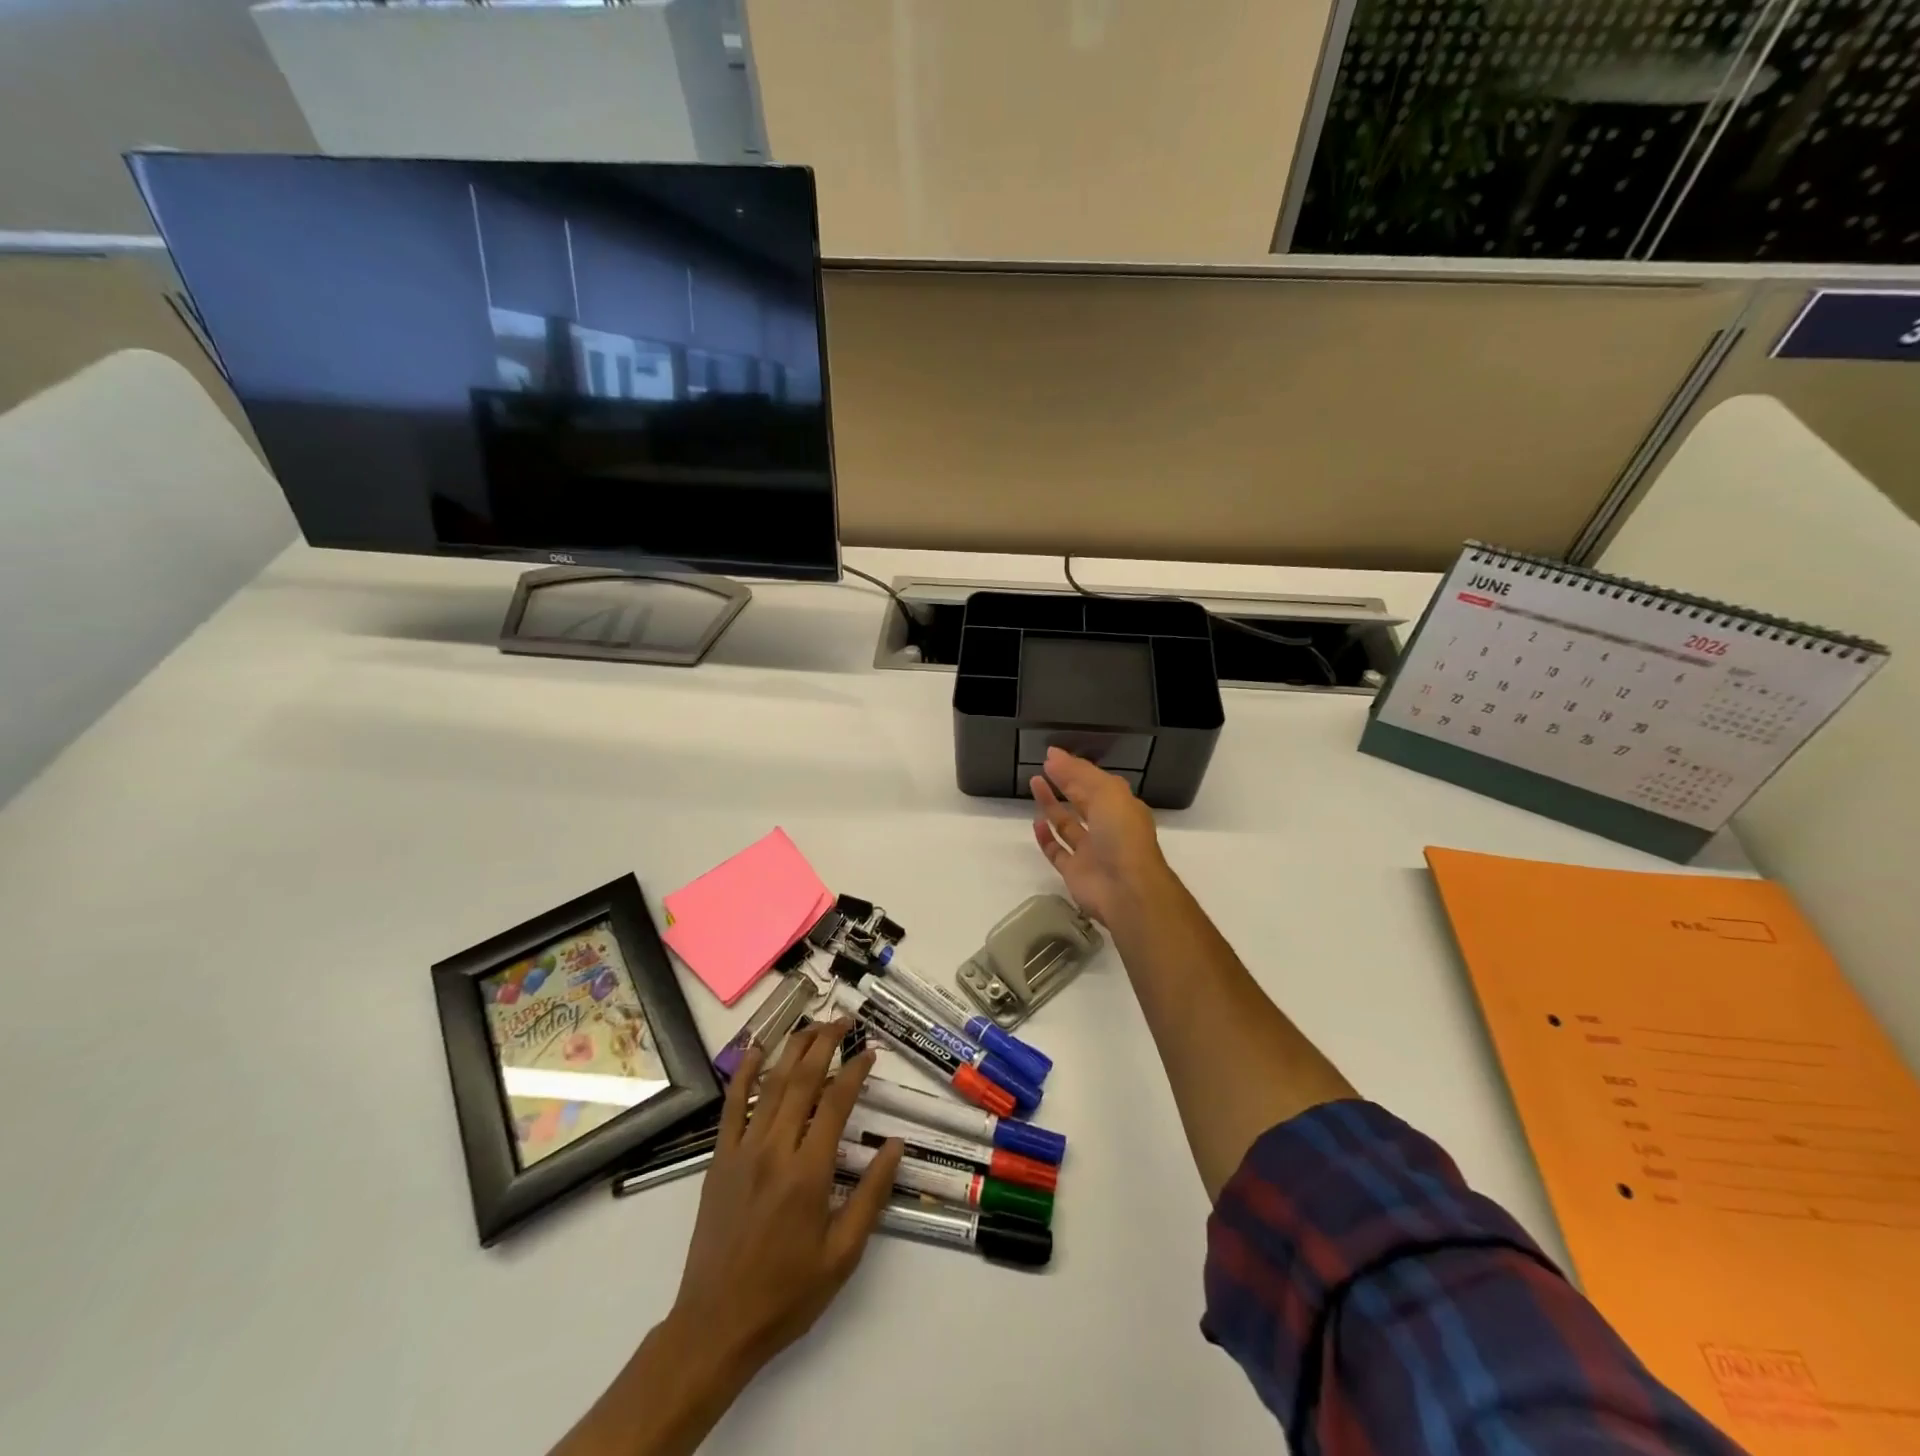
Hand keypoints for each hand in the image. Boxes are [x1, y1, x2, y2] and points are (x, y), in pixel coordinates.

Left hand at [670, 1020, 903, 1376]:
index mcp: (808, 1173)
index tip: (870, 1051)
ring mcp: (742, 1151)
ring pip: (770, 1085)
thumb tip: (895, 1146)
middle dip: (825, 1044)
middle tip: (844, 1021)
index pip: (837, 1103)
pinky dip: (744, 1073)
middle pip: (802, 1081)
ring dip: (793, 1049)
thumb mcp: (843, 1255)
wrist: (715, 1326)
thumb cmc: (786, 1294)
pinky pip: (732, 1106)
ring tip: (813, 1025)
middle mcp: (775, 1150)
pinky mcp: (719, 1160)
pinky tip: (755, 1050)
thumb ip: (871, 1196)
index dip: (855, 1071)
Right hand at [1030, 746, 1174, 926]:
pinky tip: (1035, 822)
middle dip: (1064, 783)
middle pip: (1082, 801)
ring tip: (1034, 784)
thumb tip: (1053, 754)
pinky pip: (1057, 851)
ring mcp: (1091, 851)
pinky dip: (1046, 837)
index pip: (1095, 783)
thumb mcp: (1107, 792)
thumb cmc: (1121, 834)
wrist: (1126, 889)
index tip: (1051, 756)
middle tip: (1042, 767)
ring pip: (1067, 824)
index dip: (1074, 769)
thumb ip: (1079, 772)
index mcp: (1121, 807)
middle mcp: (1107, 828)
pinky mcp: (1075, 872)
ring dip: (1051, 805)